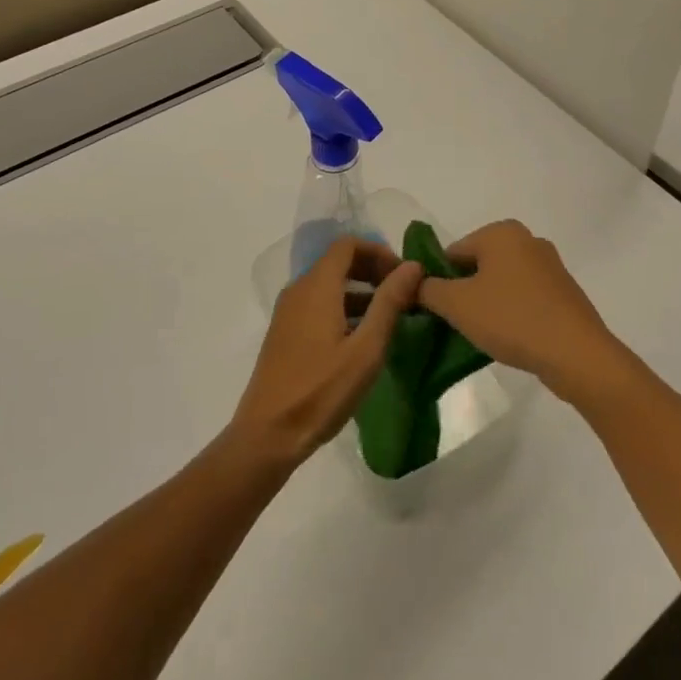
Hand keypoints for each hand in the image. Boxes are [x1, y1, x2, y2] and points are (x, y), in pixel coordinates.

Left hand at [229, 238, 422, 470]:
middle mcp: (299, 289)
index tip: (403, 276)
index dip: (379, 251)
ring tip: (388, 318)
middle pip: (338, 261)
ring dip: (359, 291)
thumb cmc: (321, 391)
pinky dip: (343, 307)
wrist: (267, 435)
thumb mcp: (366, 349)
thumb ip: (389, 302)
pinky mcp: (285, 332)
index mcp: (317, 286)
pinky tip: (360, 338)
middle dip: (372, 270)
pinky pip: (318, 303)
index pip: (348, 244)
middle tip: (401, 295)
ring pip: (328, 284)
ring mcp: (288, 311)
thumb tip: (412, 265)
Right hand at [417, 220, 630, 404]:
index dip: (437, 281)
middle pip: (477, 265)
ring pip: (501, 282)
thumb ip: (429, 290)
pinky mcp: (563, 292)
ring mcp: (549, 266)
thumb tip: (414, 283)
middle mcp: (527, 239)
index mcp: (501, 232)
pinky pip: (524, 297)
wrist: (577, 354)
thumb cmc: (512, 319)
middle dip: (463, 292)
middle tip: (453, 325)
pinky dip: (511, 312)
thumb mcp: (458, 305)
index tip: (432, 311)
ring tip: (480, 335)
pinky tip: (508, 338)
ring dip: (486, 304)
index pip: (452, 252)